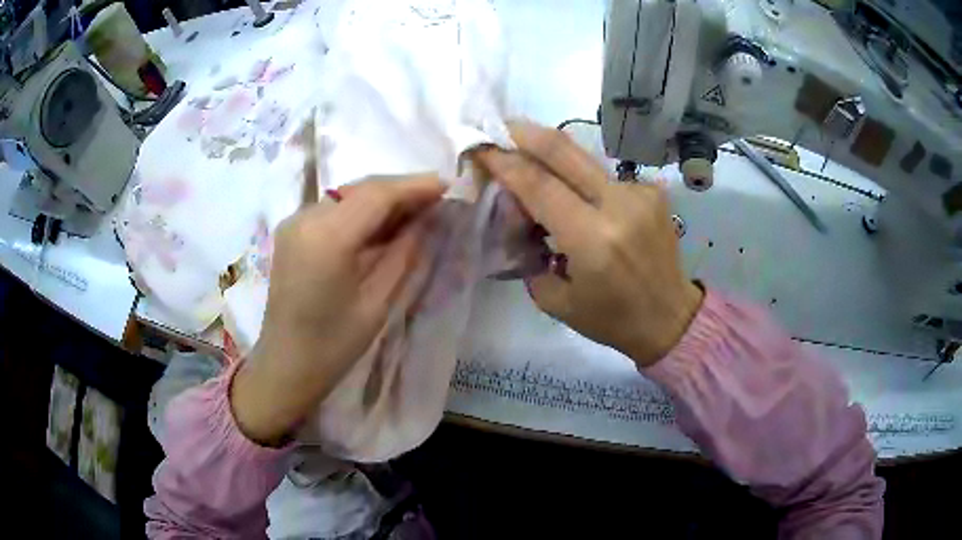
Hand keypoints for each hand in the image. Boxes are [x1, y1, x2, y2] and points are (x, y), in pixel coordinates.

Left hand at [232, 176, 445, 445]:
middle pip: (361, 188)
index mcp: (327, 238)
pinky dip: (362, 210)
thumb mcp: (378, 302)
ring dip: (383, 198)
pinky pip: (334, 208)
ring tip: (417, 208)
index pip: (377, 195)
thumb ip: (404, 253)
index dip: (415, 186)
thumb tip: (427, 220)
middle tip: (437, 198)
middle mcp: (306, 218)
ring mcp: (295, 222)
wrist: (286, 364)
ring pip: (348, 194)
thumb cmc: (334, 345)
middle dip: (401, 189)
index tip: (449, 186)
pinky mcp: (292, 230)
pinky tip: (384, 222)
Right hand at [478, 122, 702, 367]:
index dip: (504, 161)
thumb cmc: (611, 319)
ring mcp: (640, 193)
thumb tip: (517, 214)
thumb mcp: (556, 299)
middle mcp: (618, 206)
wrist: (670, 316)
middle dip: (525, 133)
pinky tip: (579, 199)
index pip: (538, 184)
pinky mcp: (652, 190)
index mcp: (592, 240)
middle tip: (500, 129)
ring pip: (583, 158)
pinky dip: (582, 180)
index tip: (481, 147)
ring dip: (551, 156)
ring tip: (531, 164)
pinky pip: (604, 176)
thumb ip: (528, 252)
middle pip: (563, 150)